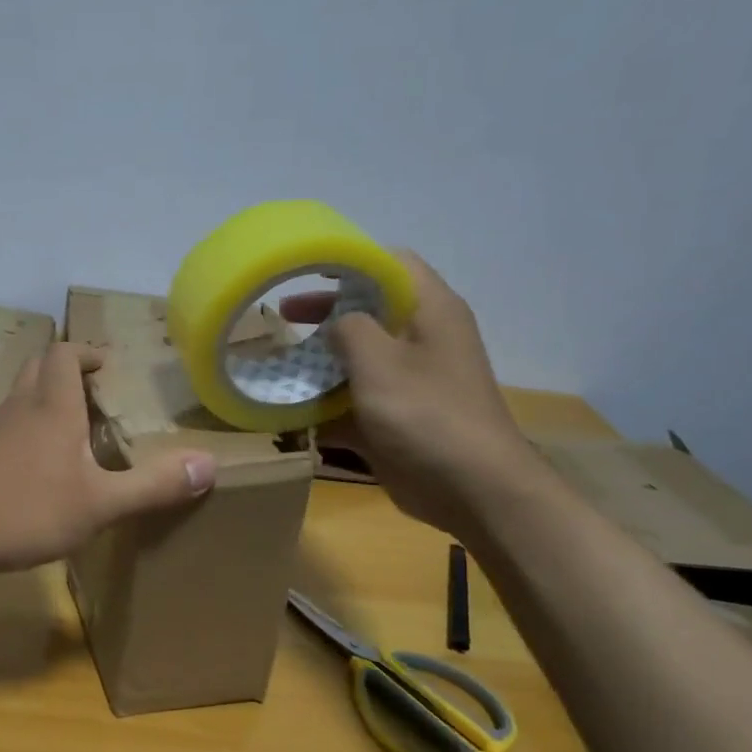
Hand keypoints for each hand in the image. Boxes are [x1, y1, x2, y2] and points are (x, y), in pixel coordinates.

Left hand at [0, 342, 217, 576]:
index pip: (63, 354)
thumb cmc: (23, 511)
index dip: (86, 352)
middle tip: (94, 393)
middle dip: (66, 371)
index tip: (107, 365)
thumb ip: (152, 485)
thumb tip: (209, 464)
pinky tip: (38, 471)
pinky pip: (5, 428)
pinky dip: (26, 431)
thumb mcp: (98, 505)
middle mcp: (18, 408)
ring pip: (19, 398)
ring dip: (45, 401)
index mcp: (51, 407)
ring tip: (74, 433)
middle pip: (37, 368)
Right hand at [282, 253, 539, 534]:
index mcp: (430, 311)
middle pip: (370, 311)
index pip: (392, 263)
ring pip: (359, 358)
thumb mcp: (378, 360)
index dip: (350, 261)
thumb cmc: (426, 413)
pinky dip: (328, 405)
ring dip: (321, 362)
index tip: (305, 271)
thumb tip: (336, 321)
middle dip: (325, 313)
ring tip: (280, 366)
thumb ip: (349, 327)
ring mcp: (411, 381)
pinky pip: (356, 401)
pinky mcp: (398, 417)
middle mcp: (423, 339)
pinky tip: (291, 413)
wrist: (472, 490)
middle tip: (283, 317)